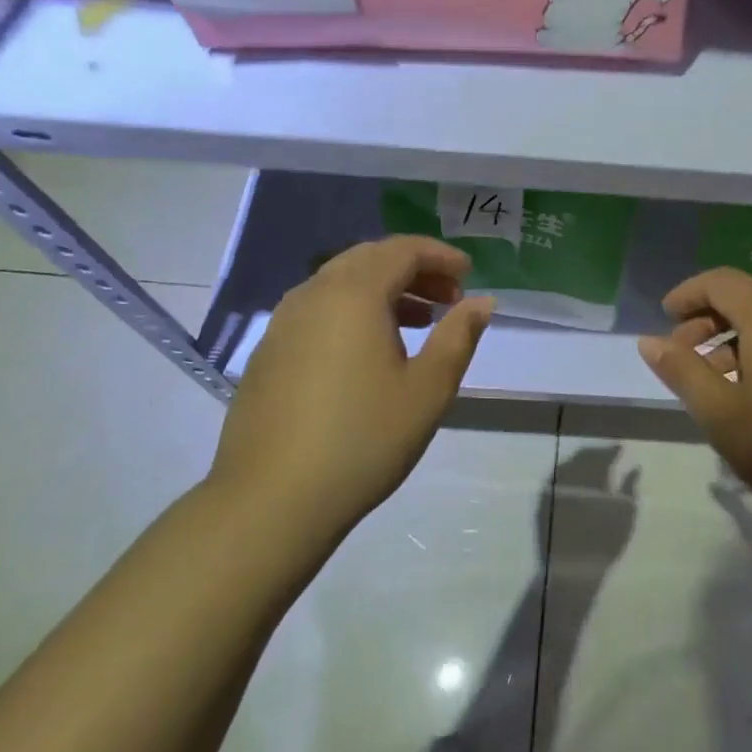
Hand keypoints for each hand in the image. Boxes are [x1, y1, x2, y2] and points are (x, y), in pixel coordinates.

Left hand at [210, 237, 492, 537]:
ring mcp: (283, 323)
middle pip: (369, 258)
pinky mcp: (268, 352)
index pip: (402, 250)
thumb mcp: (428, 389)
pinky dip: (353, 310)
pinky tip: (369, 350)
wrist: (271, 500)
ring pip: (340, 282)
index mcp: (354, 294)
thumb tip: (482, 302)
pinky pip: (318, 309)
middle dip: (413, 269)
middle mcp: (313, 295)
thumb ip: (459, 336)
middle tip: (448, 298)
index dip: (440, 256)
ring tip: (418, 322)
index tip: (469, 275)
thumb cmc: (363, 439)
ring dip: (383, 289)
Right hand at [637, 268, 751, 529]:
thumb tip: (649, 341)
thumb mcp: (721, 413)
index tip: (665, 318)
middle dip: (709, 323)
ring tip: (720, 385)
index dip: (687, 294)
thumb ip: (682, 371)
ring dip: (739, 342)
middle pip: (749, 299)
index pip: (720, 282)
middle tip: (684, 359)